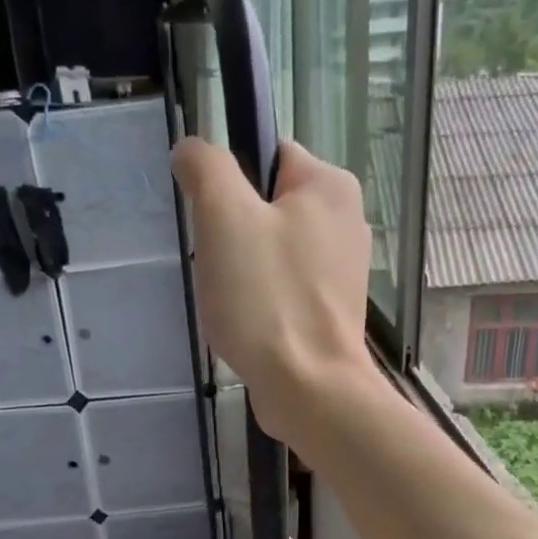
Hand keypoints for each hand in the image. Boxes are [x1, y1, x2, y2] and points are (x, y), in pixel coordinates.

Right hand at [171, 139, 374, 453]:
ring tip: (234, 302)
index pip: (267, 156)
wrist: (310, 389)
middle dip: (233, 235)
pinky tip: (250, 325)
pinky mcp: (331, 311)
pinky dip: (261, 303)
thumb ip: (206, 168)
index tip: (214, 225)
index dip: (229, 185)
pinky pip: (283, 289)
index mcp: (330, 186)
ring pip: (271, 252)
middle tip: (221, 268)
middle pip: (266, 207)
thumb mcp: (224, 217)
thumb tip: (192, 148)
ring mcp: (341, 271)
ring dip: (243, 272)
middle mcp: (345, 221)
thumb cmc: (268, 299)